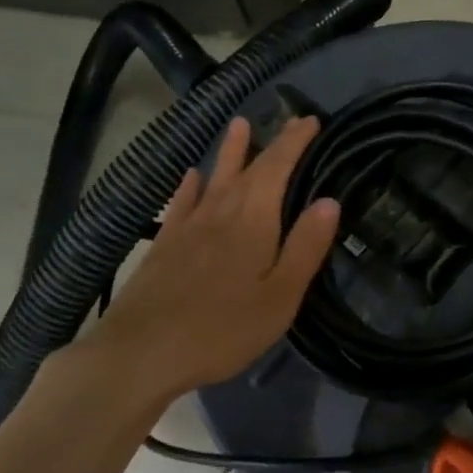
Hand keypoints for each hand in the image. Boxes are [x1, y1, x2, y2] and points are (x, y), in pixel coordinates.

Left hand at [74, 115, 339, 405]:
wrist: (142, 351)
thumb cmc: (223, 329)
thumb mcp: (280, 296)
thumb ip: (305, 247)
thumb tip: (329, 201)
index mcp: (253, 222)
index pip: (277, 169)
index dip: (294, 143)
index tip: (309, 120)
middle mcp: (219, 213)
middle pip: (247, 170)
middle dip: (269, 144)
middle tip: (287, 121)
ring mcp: (187, 228)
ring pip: (213, 179)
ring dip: (228, 152)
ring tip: (238, 125)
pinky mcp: (163, 246)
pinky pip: (181, 204)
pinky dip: (190, 186)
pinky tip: (190, 177)